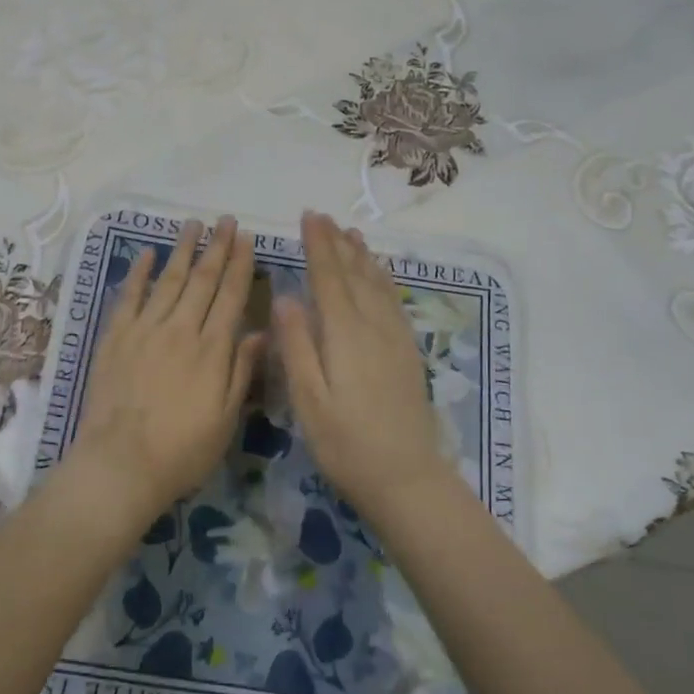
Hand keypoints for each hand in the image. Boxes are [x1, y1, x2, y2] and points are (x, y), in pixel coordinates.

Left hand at [72, 216, 265, 516]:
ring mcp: (144, 330)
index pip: (230, 296)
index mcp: (212, 350)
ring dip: (182, 250)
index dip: (239, 265)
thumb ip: (242, 371)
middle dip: (216, 247)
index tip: (246, 238)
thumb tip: (260, 331)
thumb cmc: (182, 451)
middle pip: (202, 280)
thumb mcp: (226, 418)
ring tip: (193, 224)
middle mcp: (180, 330)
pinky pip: (129, 296)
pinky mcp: (115, 338)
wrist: (121, 464)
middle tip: (225, 220)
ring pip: (168, 280)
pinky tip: (149, 254)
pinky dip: (140, 273)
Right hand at [273, 212, 451, 513]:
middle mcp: (374, 326)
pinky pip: (394, 300)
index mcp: (345, 334)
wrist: (406, 476)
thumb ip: (297, 346)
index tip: (308, 217)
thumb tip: (285, 297)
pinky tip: (379, 274)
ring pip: (377, 283)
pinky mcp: (408, 351)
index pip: (329, 278)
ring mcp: (396, 337)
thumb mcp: (309, 400)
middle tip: (323, 216)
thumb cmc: (346, 443)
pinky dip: (383, 278)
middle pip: (354, 274)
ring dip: (362, 256)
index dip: (318, 246)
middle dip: (337, 243)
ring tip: (350, 233)